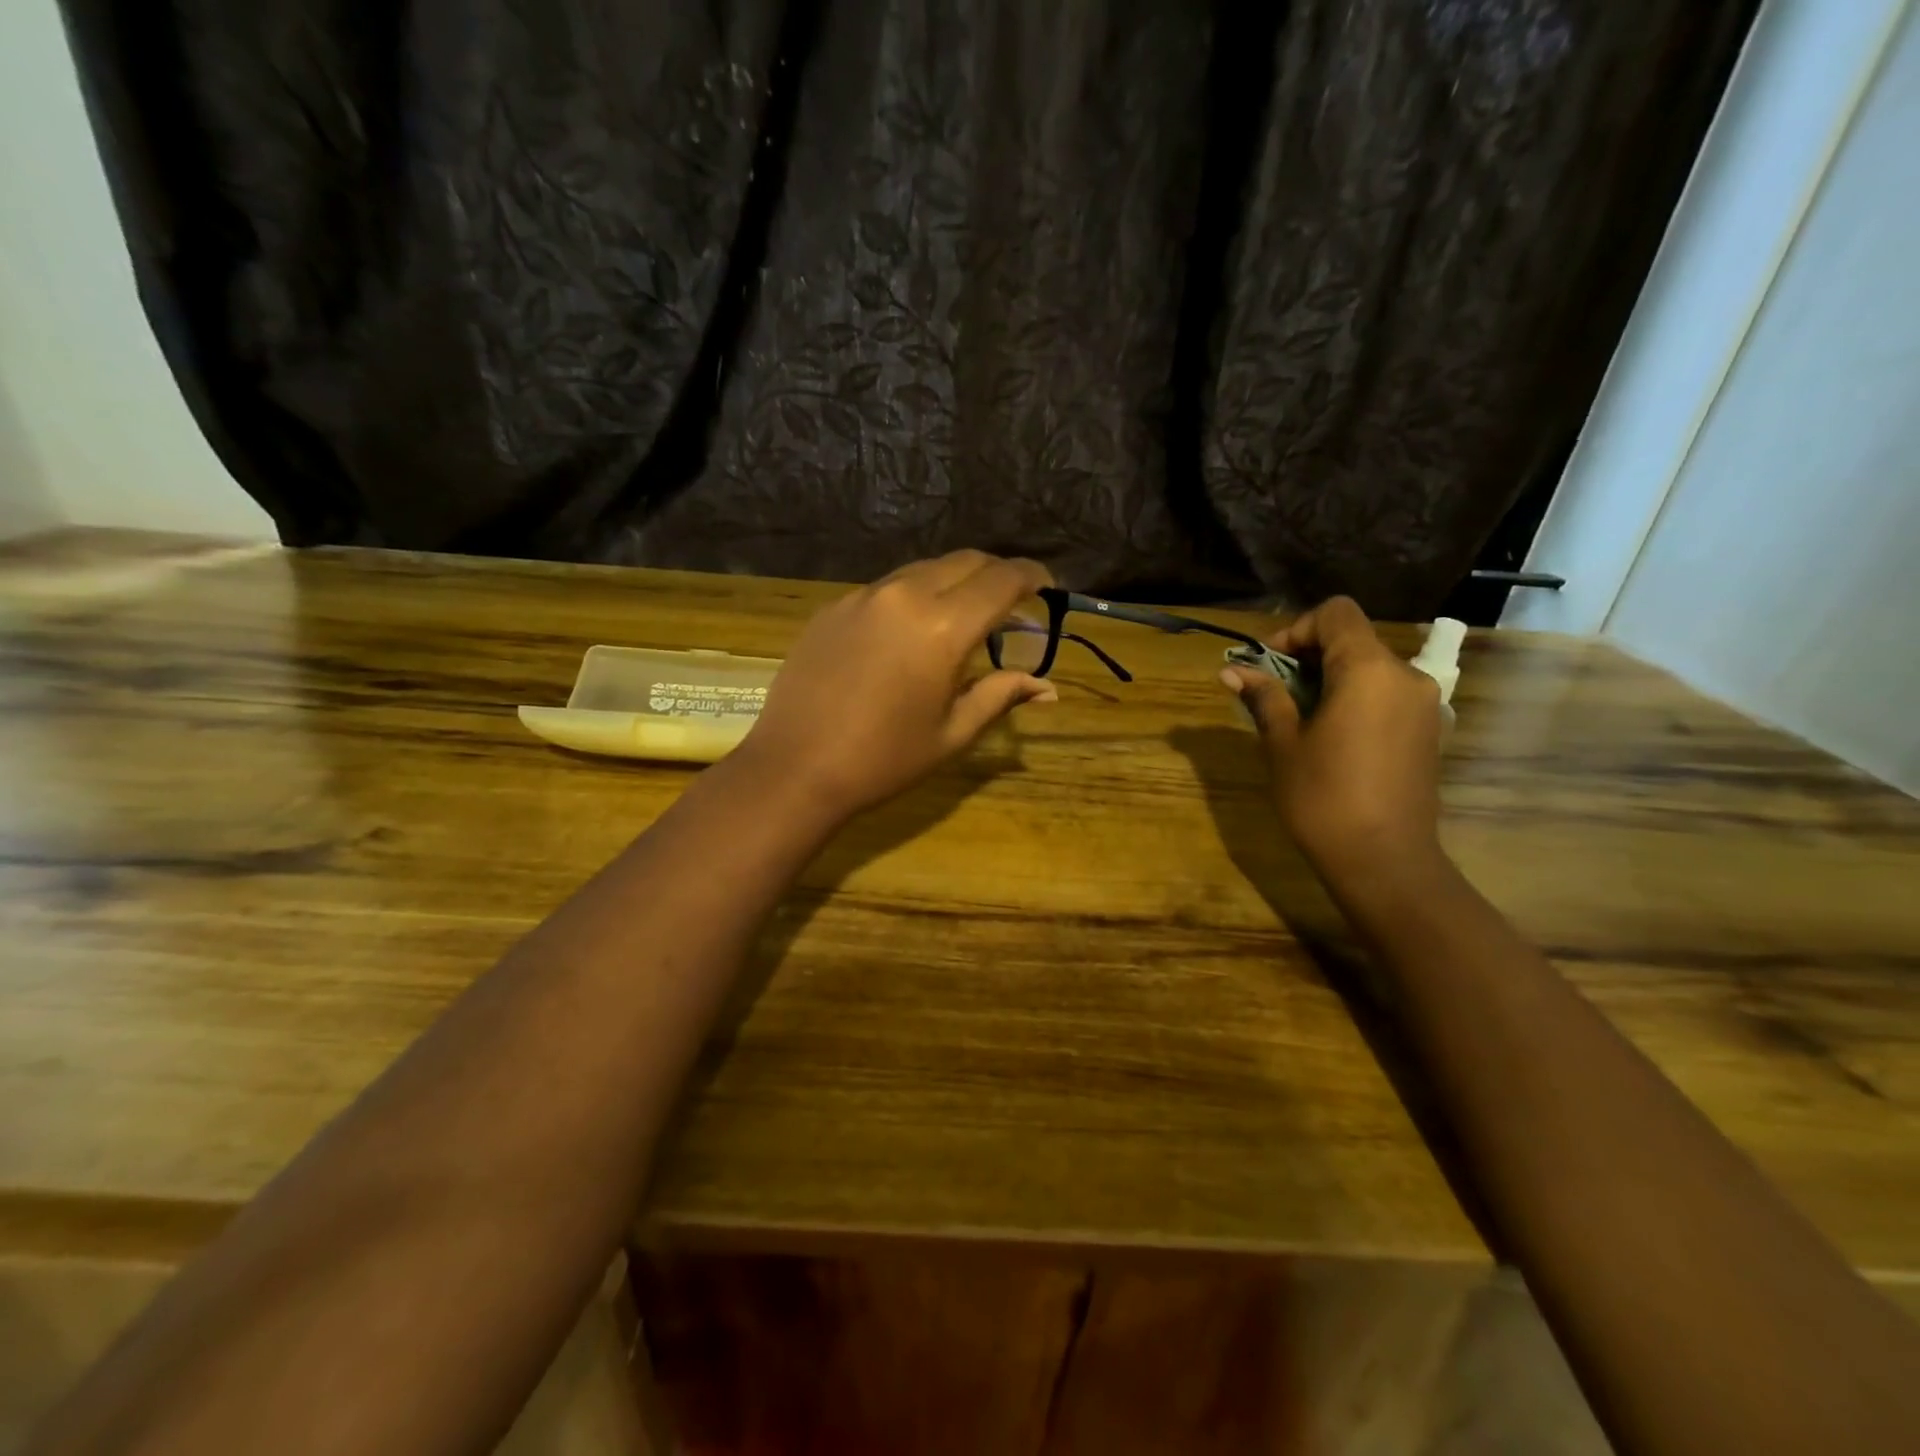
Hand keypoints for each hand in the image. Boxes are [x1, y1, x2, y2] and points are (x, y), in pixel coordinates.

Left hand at [737, 551, 1058, 816]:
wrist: (795, 768)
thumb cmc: (884, 760)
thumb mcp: (952, 732)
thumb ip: (1001, 695)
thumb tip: (1046, 687)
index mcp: (942, 626)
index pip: (1002, 579)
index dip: (1033, 576)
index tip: (1048, 587)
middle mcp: (904, 595)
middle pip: (965, 561)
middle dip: (997, 574)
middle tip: (1011, 605)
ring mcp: (862, 596)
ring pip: (923, 569)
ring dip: (954, 583)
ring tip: (962, 618)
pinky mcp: (833, 607)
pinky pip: (886, 587)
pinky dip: (913, 596)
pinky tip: (909, 633)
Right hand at [1220, 596, 1443, 878]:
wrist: (1384, 860)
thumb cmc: (1323, 797)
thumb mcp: (1282, 744)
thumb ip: (1264, 697)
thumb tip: (1231, 670)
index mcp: (1368, 670)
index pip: (1336, 614)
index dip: (1297, 629)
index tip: (1270, 665)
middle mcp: (1405, 676)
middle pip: (1353, 639)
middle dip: (1309, 657)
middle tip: (1274, 694)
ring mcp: (1423, 704)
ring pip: (1369, 667)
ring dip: (1330, 679)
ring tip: (1298, 718)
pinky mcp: (1428, 730)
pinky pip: (1385, 694)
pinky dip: (1354, 699)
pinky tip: (1331, 736)